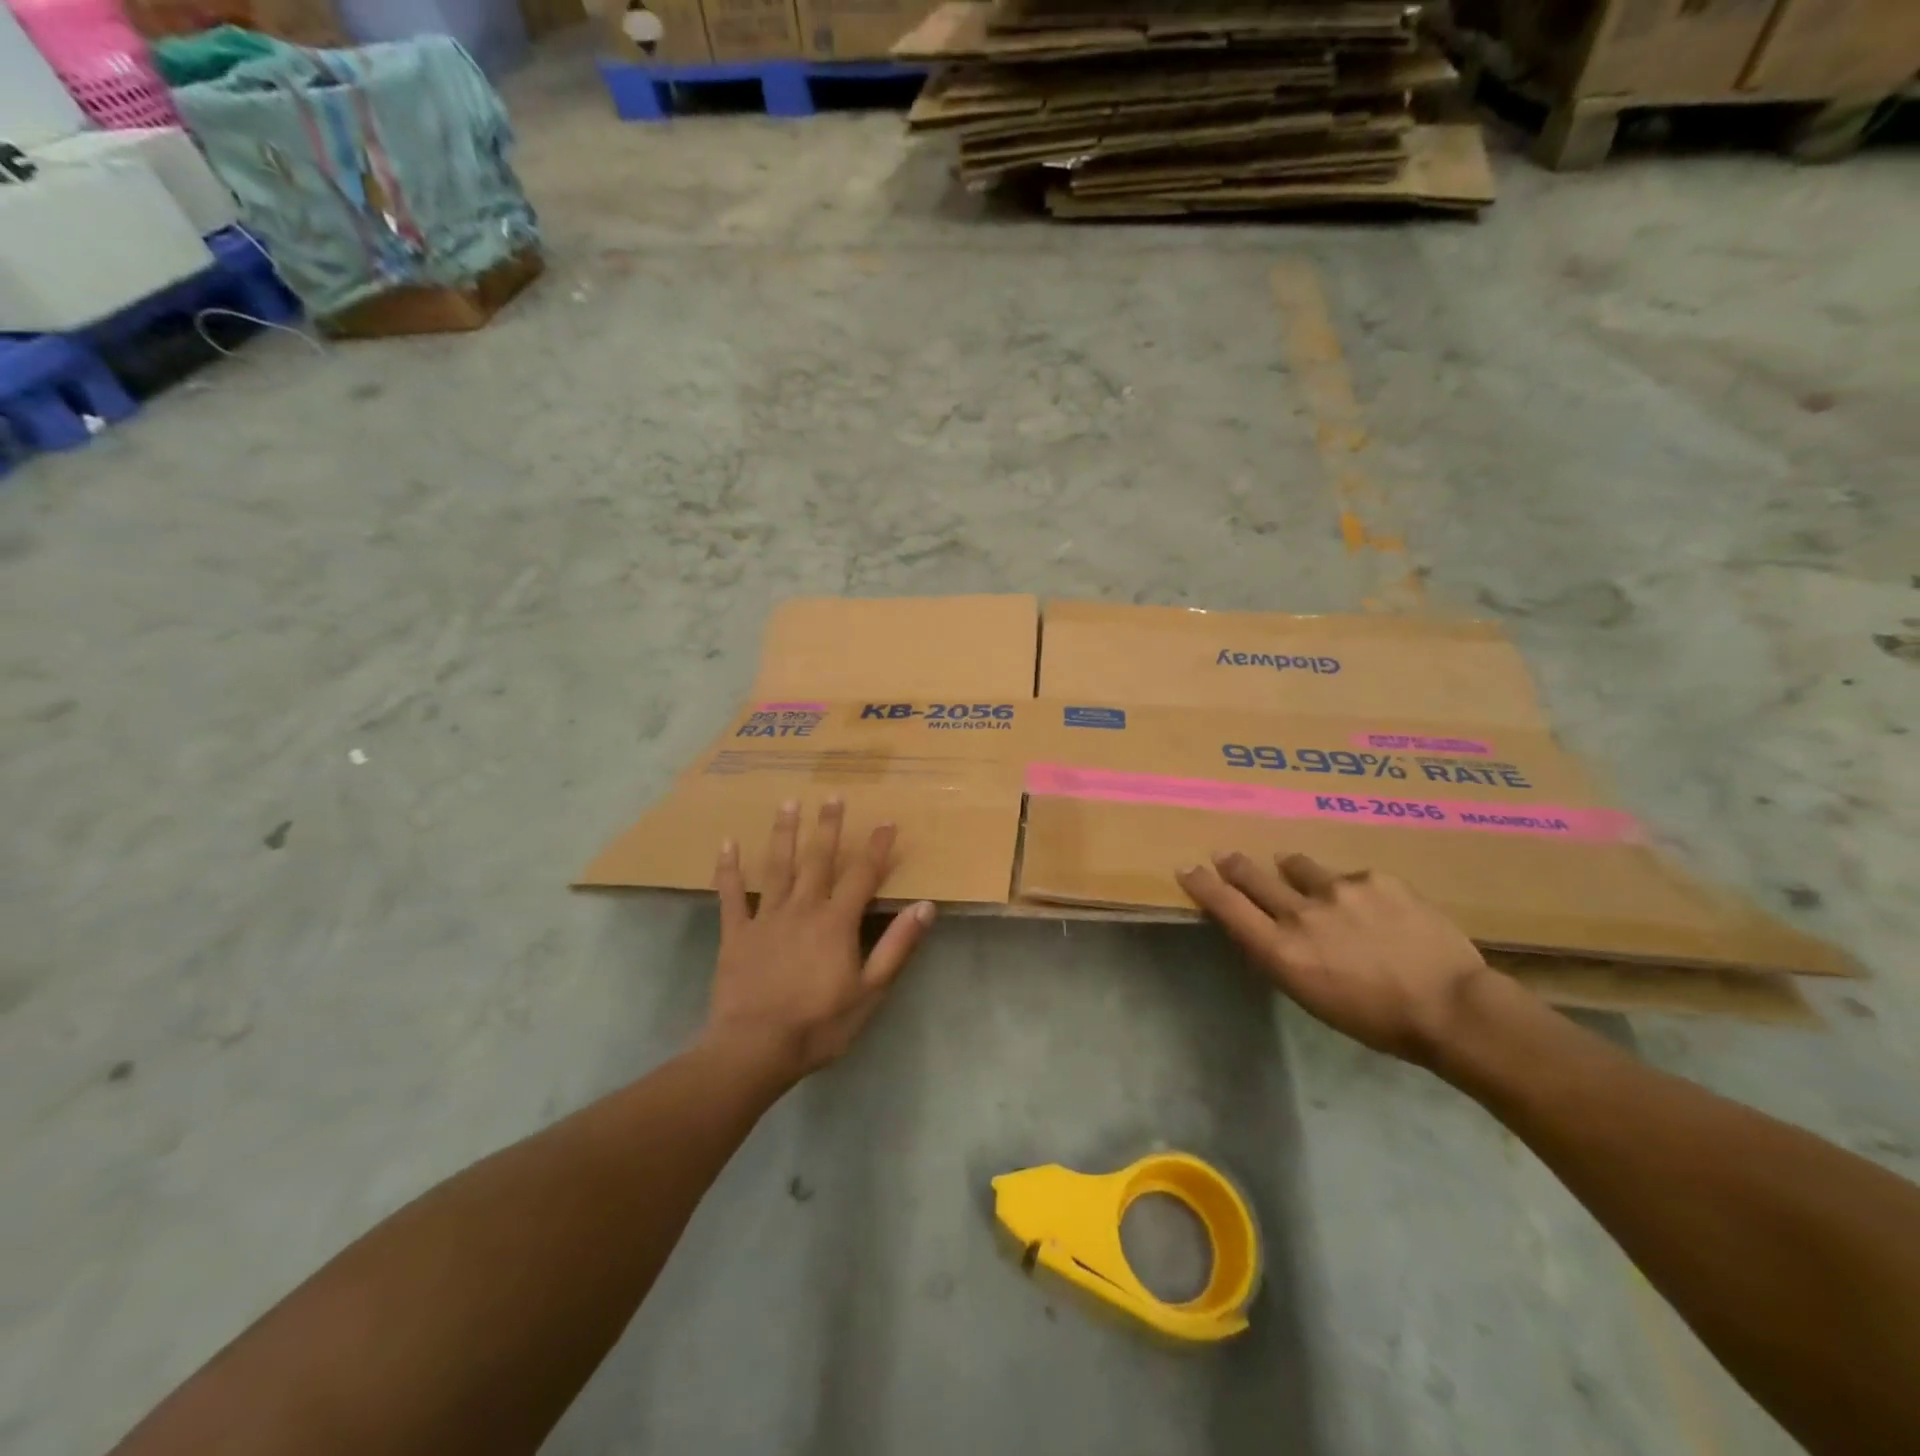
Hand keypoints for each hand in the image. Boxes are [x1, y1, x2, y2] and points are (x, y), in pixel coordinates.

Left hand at [706, 799, 934, 1081]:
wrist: (755, 1048)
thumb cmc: (819, 1024)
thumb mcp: (871, 992)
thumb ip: (897, 946)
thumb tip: (924, 906)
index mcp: (837, 922)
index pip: (862, 875)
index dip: (876, 848)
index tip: (886, 822)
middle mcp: (803, 908)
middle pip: (818, 860)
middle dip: (828, 827)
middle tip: (832, 795)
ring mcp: (766, 918)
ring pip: (777, 867)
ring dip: (784, 833)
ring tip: (788, 803)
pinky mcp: (736, 933)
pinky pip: (732, 895)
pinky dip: (729, 869)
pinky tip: (727, 843)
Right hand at [1177, 851, 1491, 1064]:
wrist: (1453, 1007)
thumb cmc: (1377, 1019)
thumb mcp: (1312, 997)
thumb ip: (1282, 956)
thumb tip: (1267, 929)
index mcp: (1281, 950)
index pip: (1227, 907)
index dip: (1203, 885)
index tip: (1187, 869)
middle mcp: (1301, 913)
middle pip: (1253, 877)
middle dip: (1235, 866)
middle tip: (1225, 856)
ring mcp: (1339, 890)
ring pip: (1299, 867)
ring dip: (1293, 871)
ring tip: (1297, 871)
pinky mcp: (1376, 878)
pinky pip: (1351, 877)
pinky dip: (1351, 889)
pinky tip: (1371, 905)